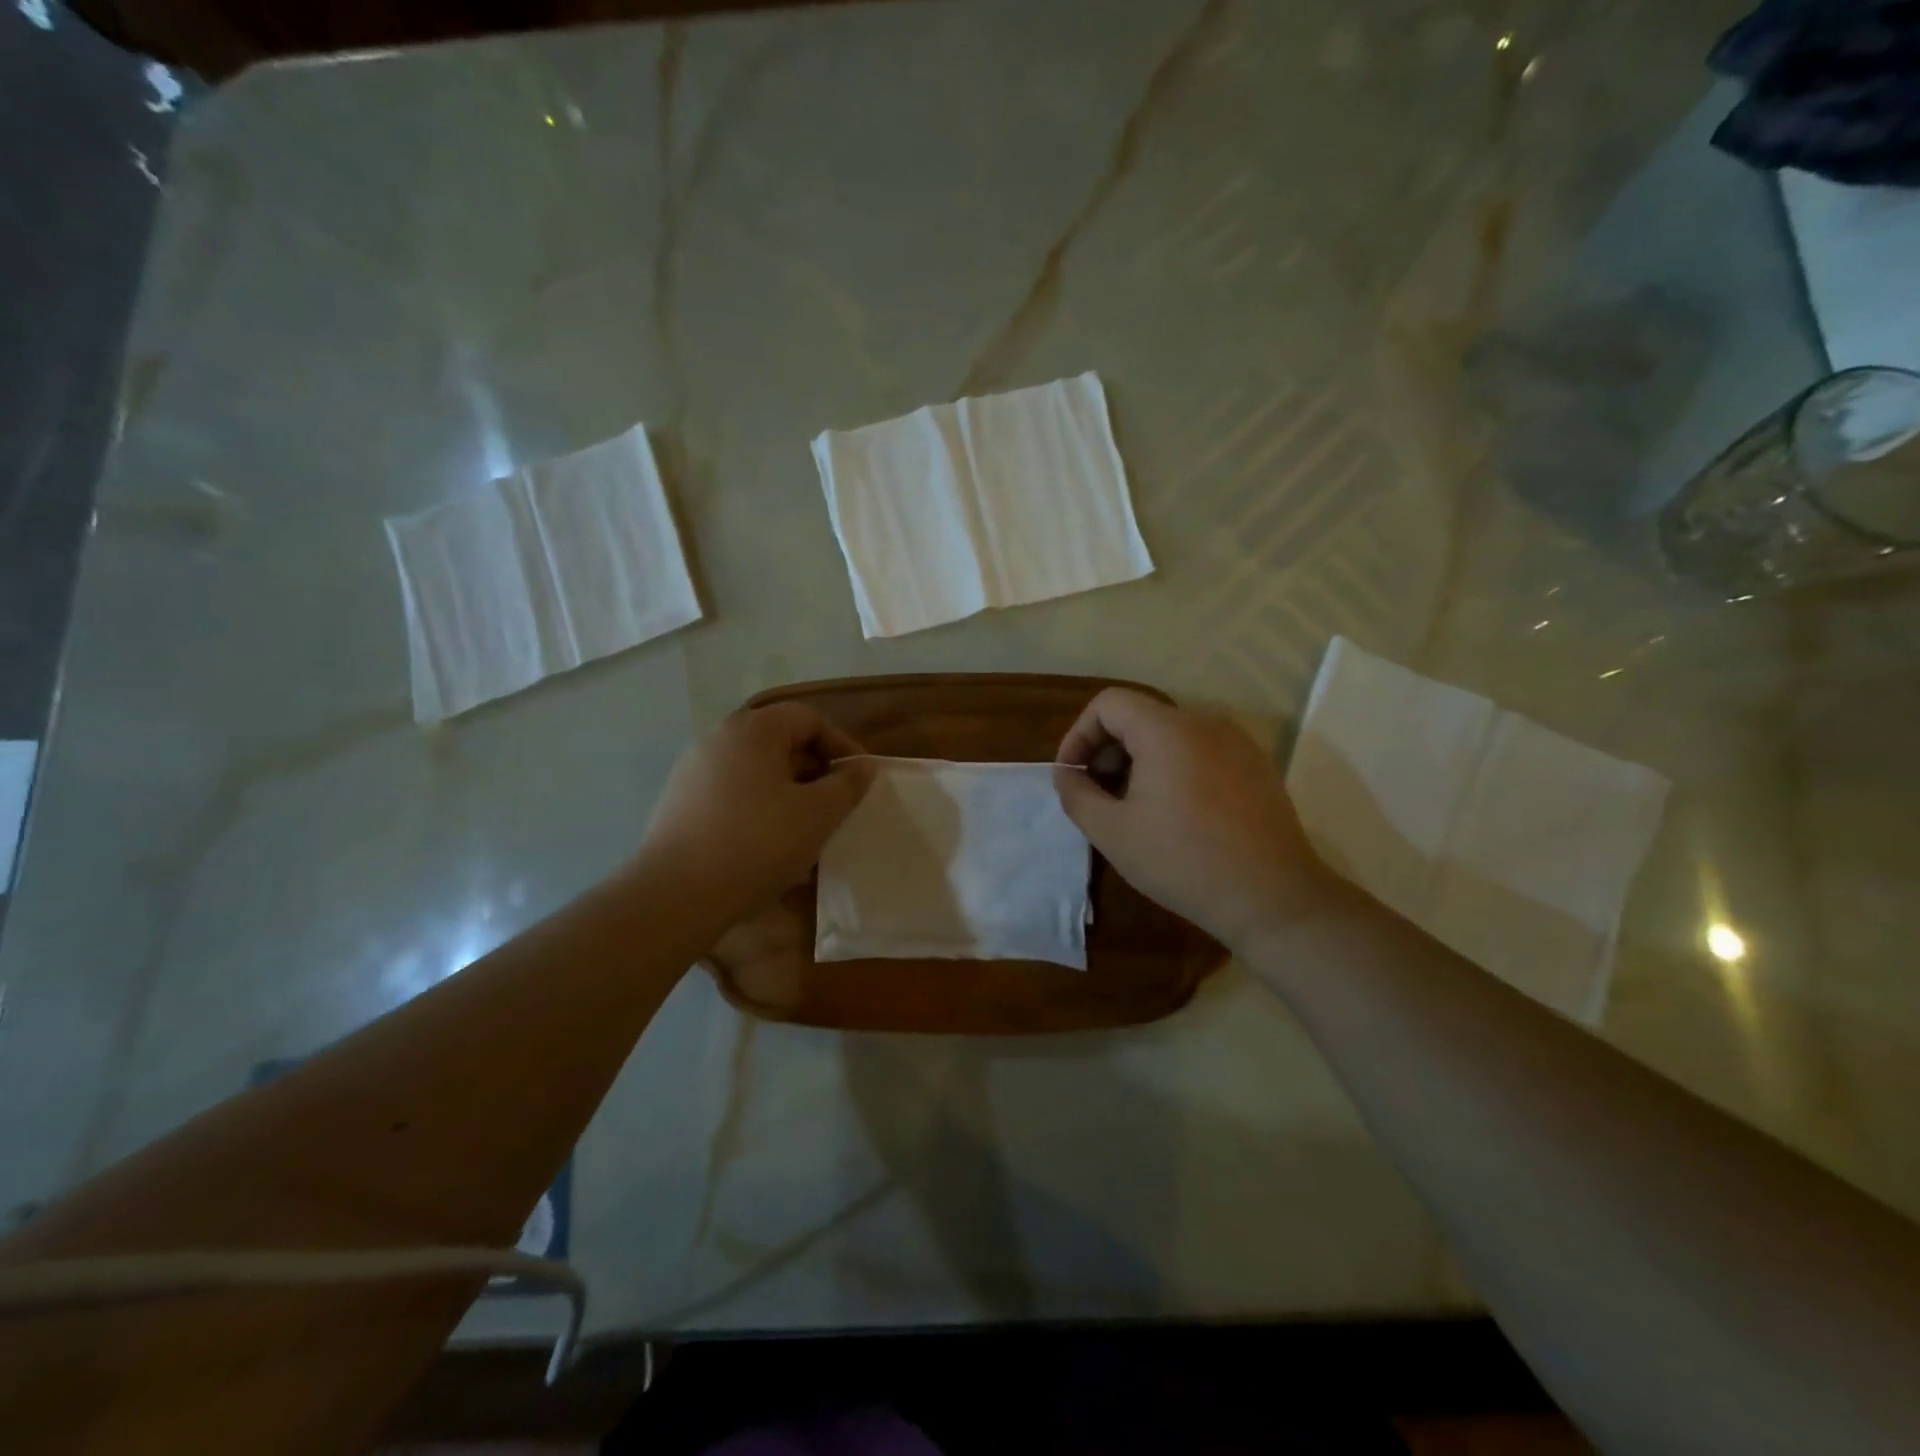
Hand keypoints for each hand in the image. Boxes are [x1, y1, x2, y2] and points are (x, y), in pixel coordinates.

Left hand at [640, 702, 876, 926]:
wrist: (676, 896)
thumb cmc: (757, 844)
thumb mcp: (817, 815)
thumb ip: (846, 785)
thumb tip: (861, 766)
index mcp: (751, 730)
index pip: (808, 718)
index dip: (841, 744)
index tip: (860, 779)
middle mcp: (717, 739)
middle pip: (779, 742)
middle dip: (815, 771)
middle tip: (836, 806)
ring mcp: (692, 771)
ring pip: (756, 772)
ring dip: (788, 794)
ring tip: (807, 830)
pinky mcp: (679, 803)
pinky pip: (732, 794)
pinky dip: (759, 810)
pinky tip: (770, 846)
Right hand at [1053, 689, 1336, 951]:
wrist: (1272, 897)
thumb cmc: (1183, 861)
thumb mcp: (1112, 832)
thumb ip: (1077, 794)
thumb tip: (1067, 775)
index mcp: (1167, 729)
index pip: (1108, 703)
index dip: (1079, 734)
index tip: (1072, 776)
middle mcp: (1205, 722)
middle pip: (1140, 715)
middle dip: (1108, 750)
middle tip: (1099, 796)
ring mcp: (1237, 742)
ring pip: (1171, 734)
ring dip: (1139, 761)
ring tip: (1134, 808)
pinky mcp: (1256, 766)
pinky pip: (1201, 750)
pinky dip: (1174, 768)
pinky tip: (1176, 814)